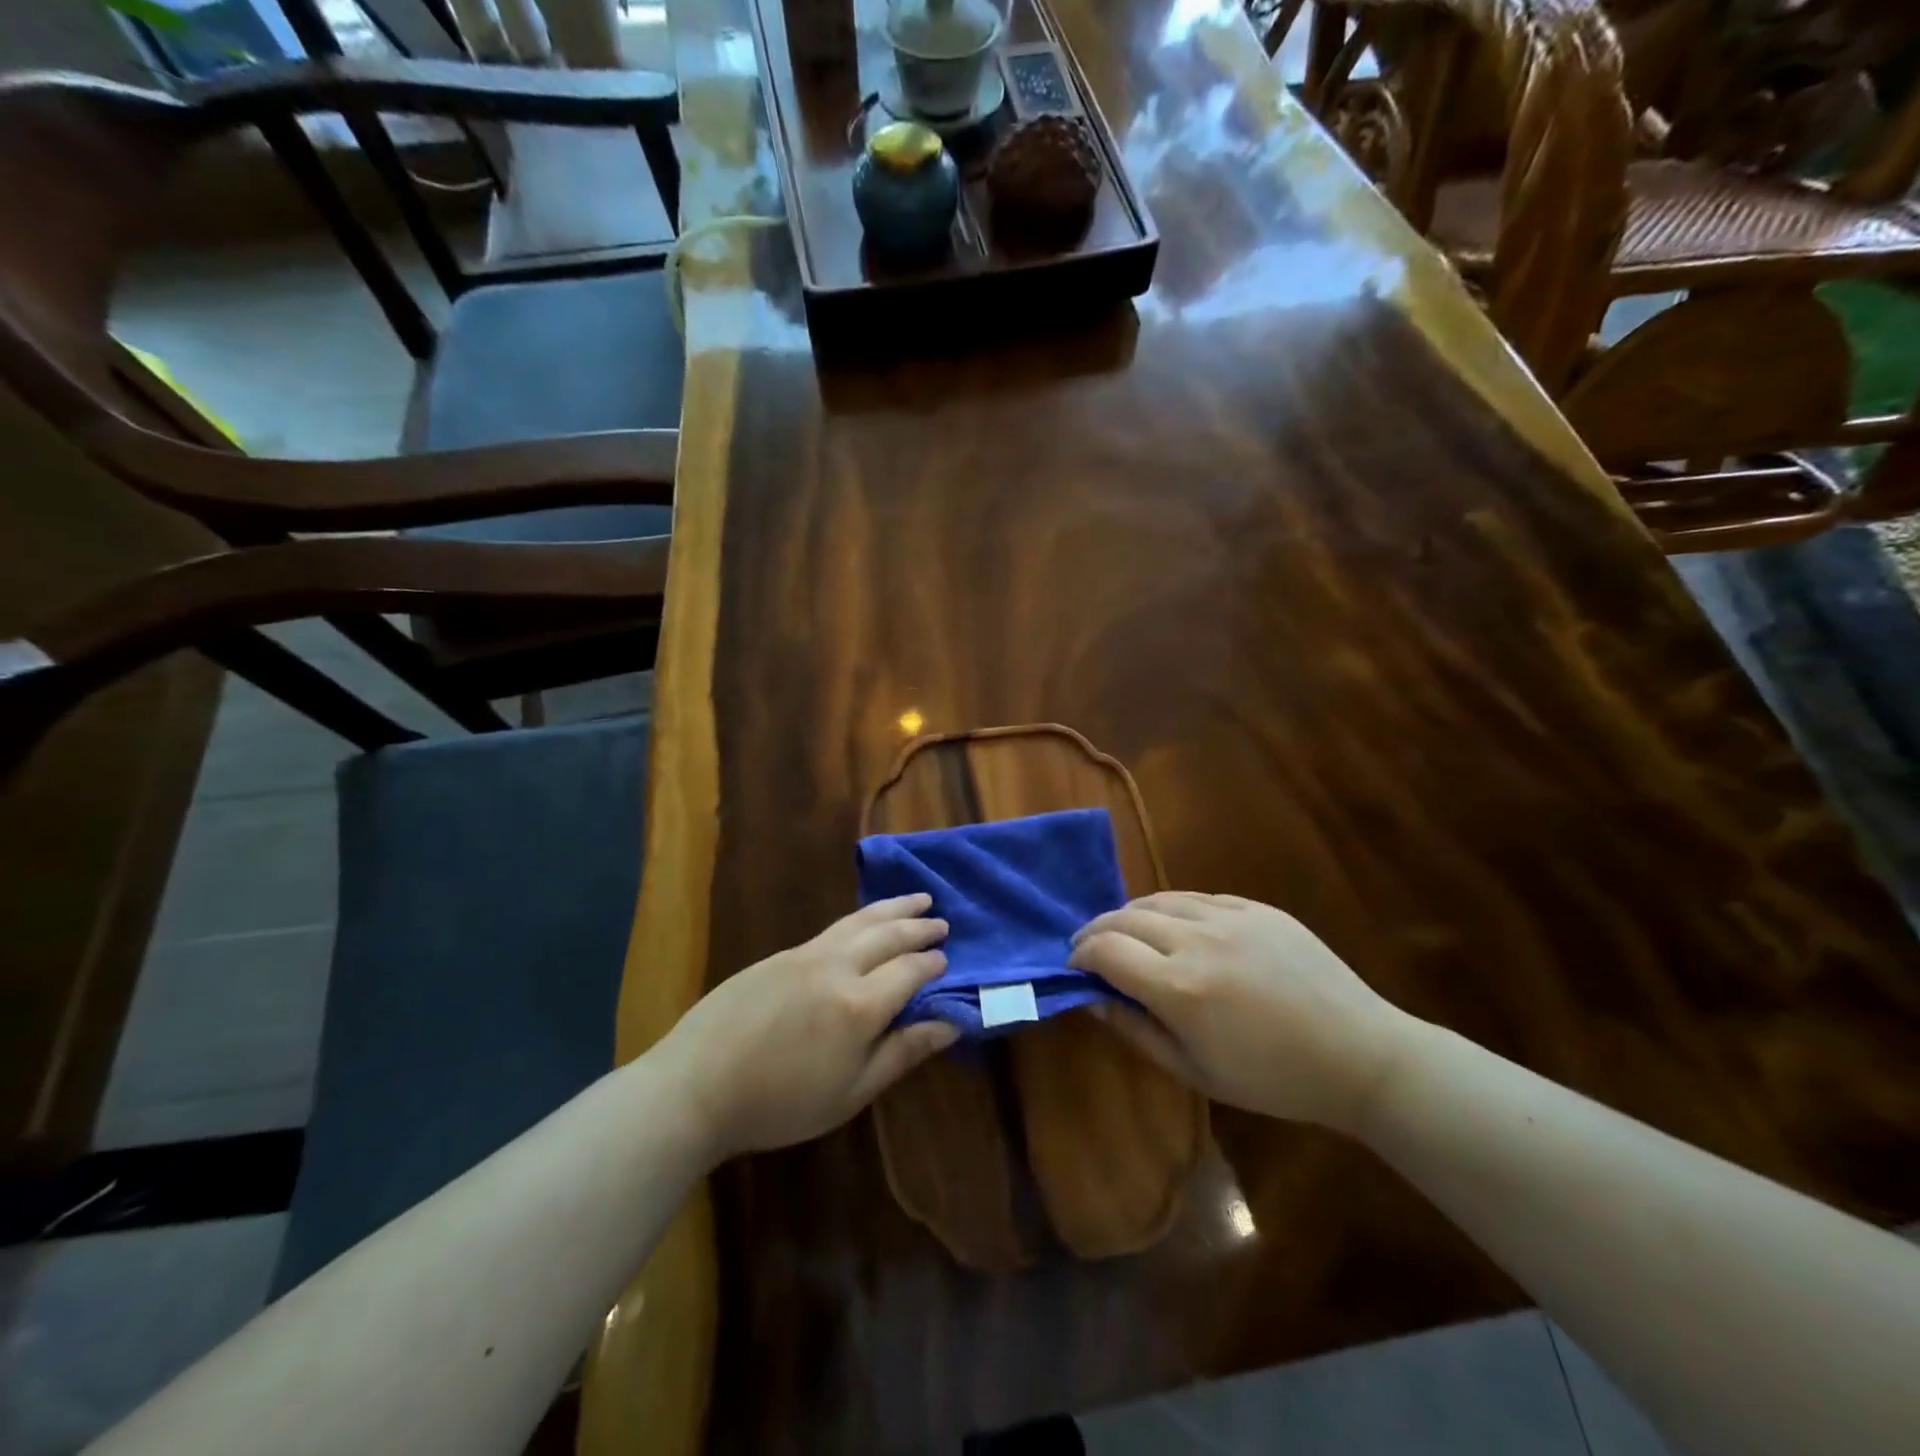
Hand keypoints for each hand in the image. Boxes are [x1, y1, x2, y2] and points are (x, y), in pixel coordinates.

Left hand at [656, 894, 957, 1160]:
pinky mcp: (779, 954)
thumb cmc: (779, 1103)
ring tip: (916, 900)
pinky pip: (832, 928)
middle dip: (918, 926)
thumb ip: (902, 1052)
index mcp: (860, 1005)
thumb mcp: (850, 1092)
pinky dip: (860, 918)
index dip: (932, 964)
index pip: (910, 970)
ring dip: (892, 909)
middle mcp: (837, 966)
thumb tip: (950, 1023)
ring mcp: (804, 954)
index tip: (947, 960)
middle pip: (888, 934)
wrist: (696, 1086)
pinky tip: (864, 922)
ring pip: (859, 921)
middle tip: (941, 921)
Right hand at [1069, 892, 1417, 1132]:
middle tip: (1089, 947)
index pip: (1105, 950)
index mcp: (1179, 987)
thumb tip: (1092, 997)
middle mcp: (1197, 940)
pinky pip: (1198, 897)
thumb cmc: (1273, 1078)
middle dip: (1096, 930)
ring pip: (1159, 899)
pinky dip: (1173, 909)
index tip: (1074, 966)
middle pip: (1124, 917)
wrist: (1359, 1054)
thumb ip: (1136, 1030)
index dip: (1080, 955)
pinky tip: (1176, 927)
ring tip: (1125, 932)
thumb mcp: (1195, 1071)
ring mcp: (1230, 916)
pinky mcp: (1257, 907)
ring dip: (1130, 914)